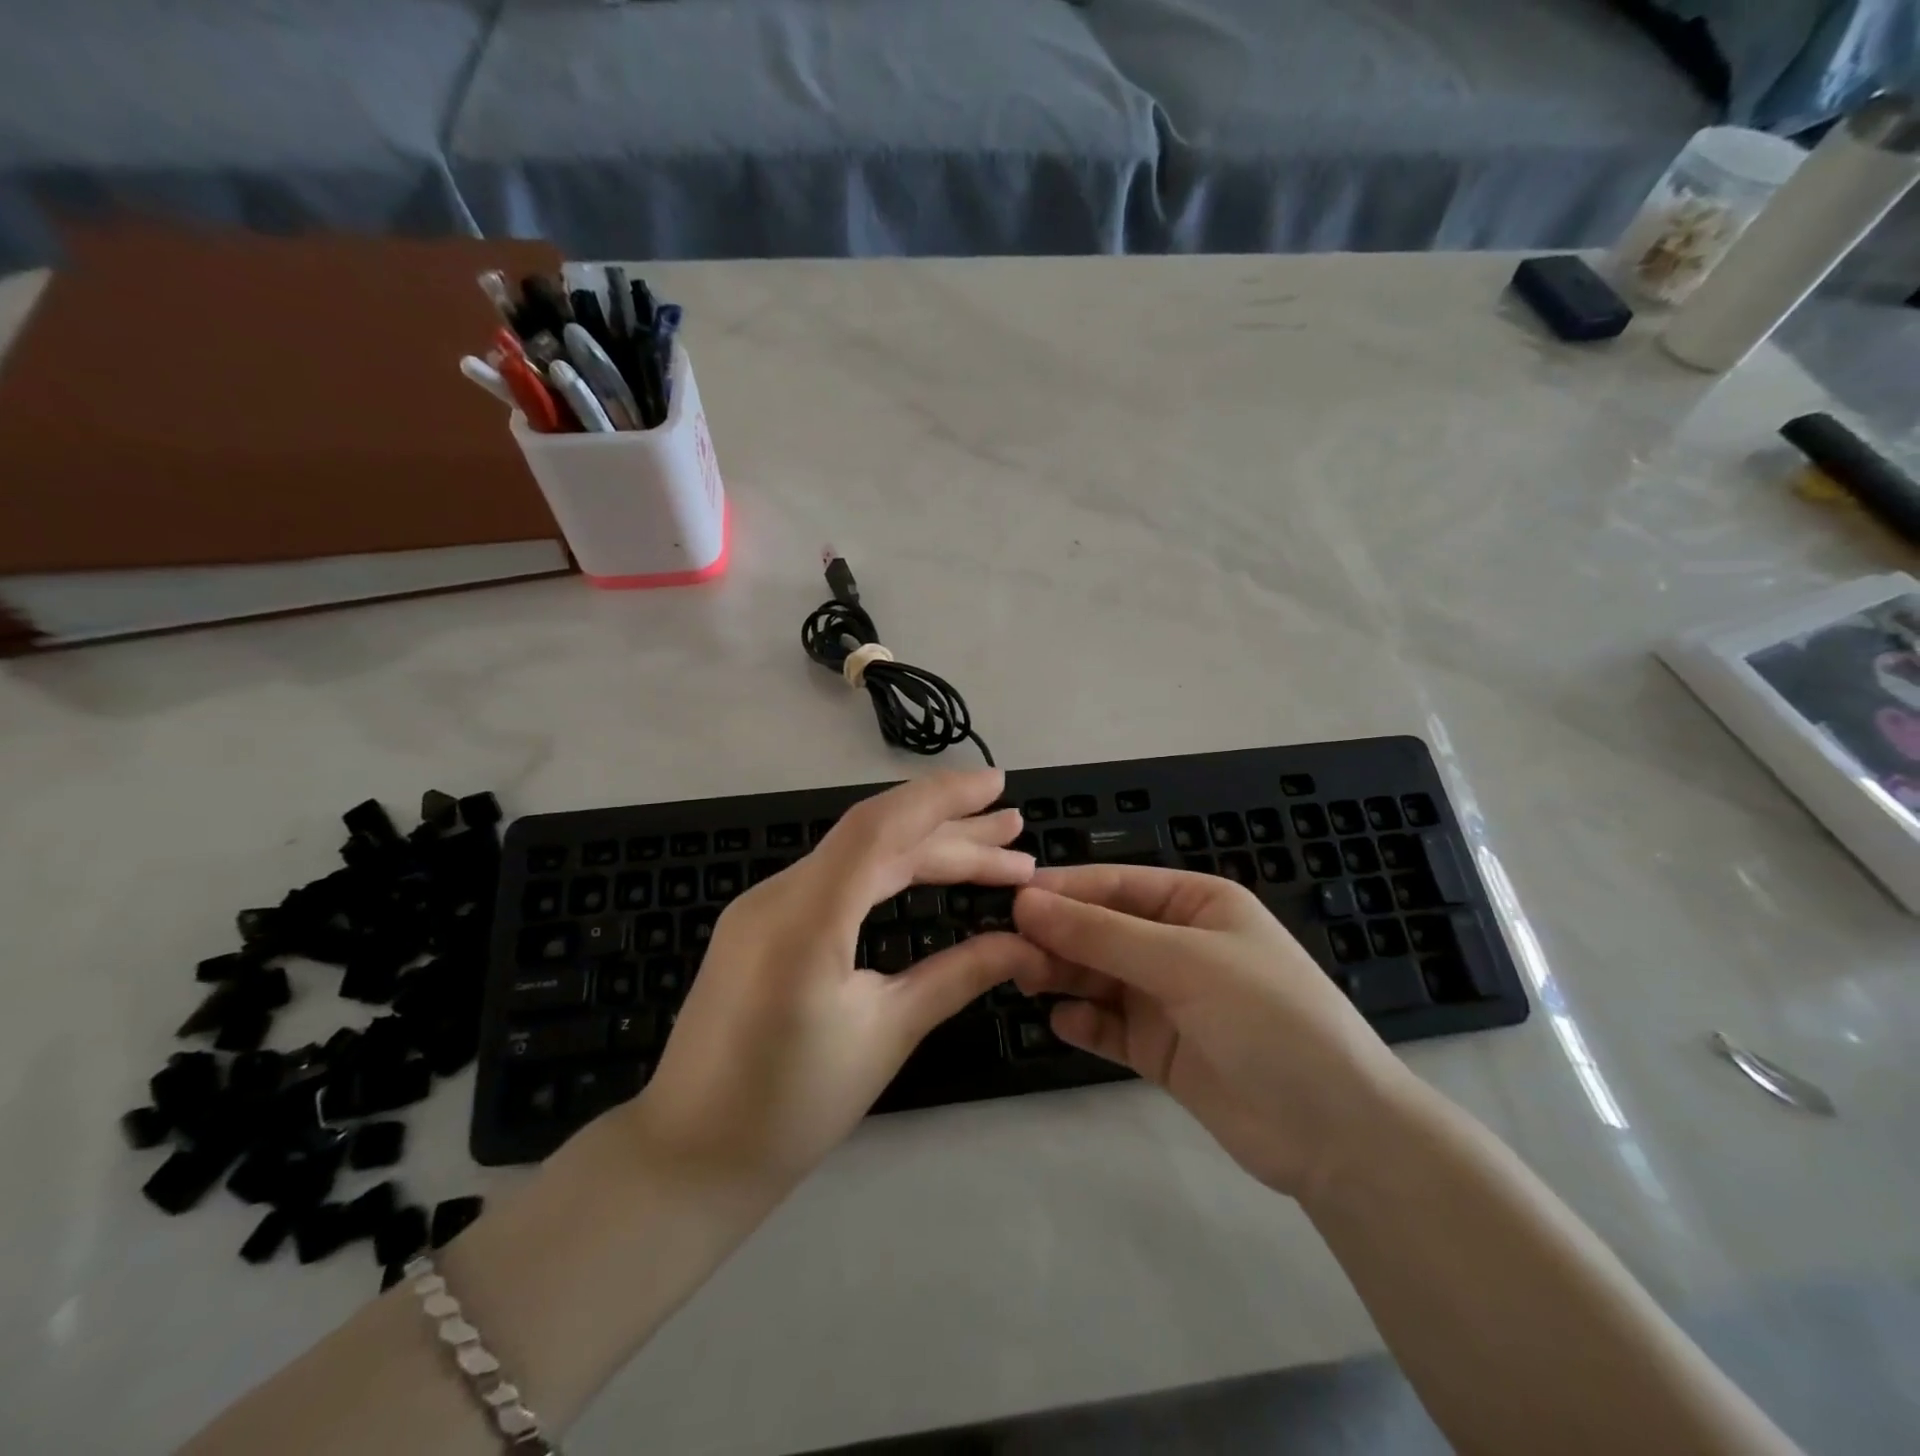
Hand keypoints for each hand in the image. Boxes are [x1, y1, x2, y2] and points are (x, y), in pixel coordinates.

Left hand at [630, 769, 1042, 1186]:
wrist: (691, 1154)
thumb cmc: (792, 1106)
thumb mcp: (887, 1035)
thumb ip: (958, 975)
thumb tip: (1026, 943)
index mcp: (805, 922)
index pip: (879, 828)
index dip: (942, 798)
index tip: (998, 785)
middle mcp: (778, 895)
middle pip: (876, 839)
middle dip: (952, 832)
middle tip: (1017, 833)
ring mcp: (764, 905)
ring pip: (857, 856)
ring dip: (924, 849)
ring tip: (993, 851)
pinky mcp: (763, 921)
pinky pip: (835, 878)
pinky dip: (888, 870)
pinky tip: (925, 872)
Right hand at [1012, 866, 1418, 1198]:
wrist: (1336, 1134)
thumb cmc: (1267, 1018)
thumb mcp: (1184, 962)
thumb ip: (1101, 934)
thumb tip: (1026, 902)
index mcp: (1196, 904)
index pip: (1117, 884)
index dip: (1065, 889)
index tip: (1012, 898)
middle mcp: (1178, 944)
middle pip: (1102, 929)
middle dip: (1058, 935)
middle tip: (1007, 947)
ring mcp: (1168, 998)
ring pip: (1098, 975)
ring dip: (1063, 975)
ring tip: (1024, 979)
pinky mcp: (1159, 1049)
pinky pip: (1108, 1025)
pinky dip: (1083, 1022)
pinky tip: (1061, 1022)